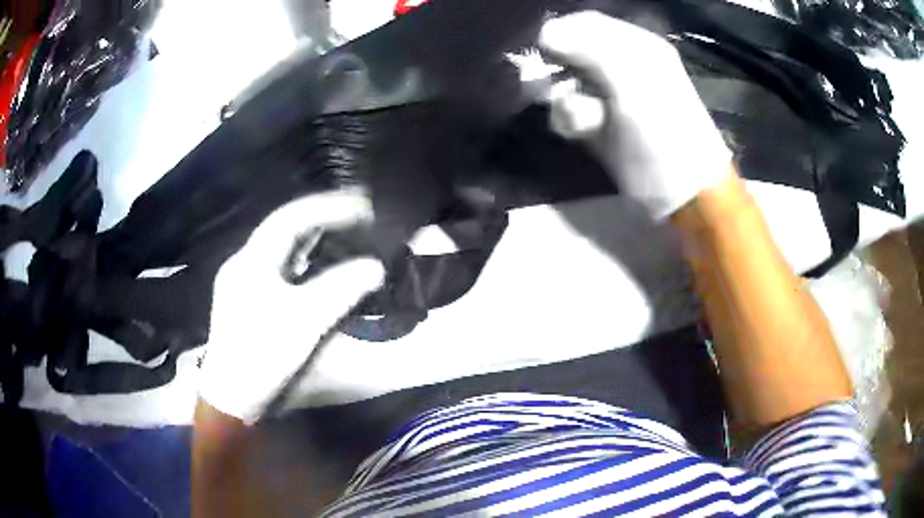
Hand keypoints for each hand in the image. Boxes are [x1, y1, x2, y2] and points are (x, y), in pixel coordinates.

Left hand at [198, 190, 384, 422]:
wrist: (232, 395)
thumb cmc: (264, 355)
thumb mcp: (306, 321)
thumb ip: (341, 289)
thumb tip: (375, 267)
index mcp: (252, 260)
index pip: (291, 217)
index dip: (328, 207)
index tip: (362, 206)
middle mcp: (243, 262)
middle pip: (284, 227)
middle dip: (321, 216)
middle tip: (357, 214)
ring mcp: (242, 280)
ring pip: (280, 248)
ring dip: (311, 237)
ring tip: (342, 230)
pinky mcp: (246, 299)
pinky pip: (279, 267)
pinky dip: (302, 260)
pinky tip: (317, 264)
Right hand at [539, 11, 731, 219]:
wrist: (684, 195)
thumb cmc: (665, 137)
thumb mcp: (633, 85)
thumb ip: (591, 49)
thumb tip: (546, 31)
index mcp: (637, 46)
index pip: (585, 23)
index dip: (561, 35)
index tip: (547, 57)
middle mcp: (623, 64)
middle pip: (571, 52)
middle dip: (561, 73)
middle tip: (564, 93)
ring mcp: (612, 94)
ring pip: (566, 82)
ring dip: (565, 101)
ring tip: (582, 122)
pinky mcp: (602, 122)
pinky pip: (571, 109)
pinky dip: (569, 120)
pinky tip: (580, 133)